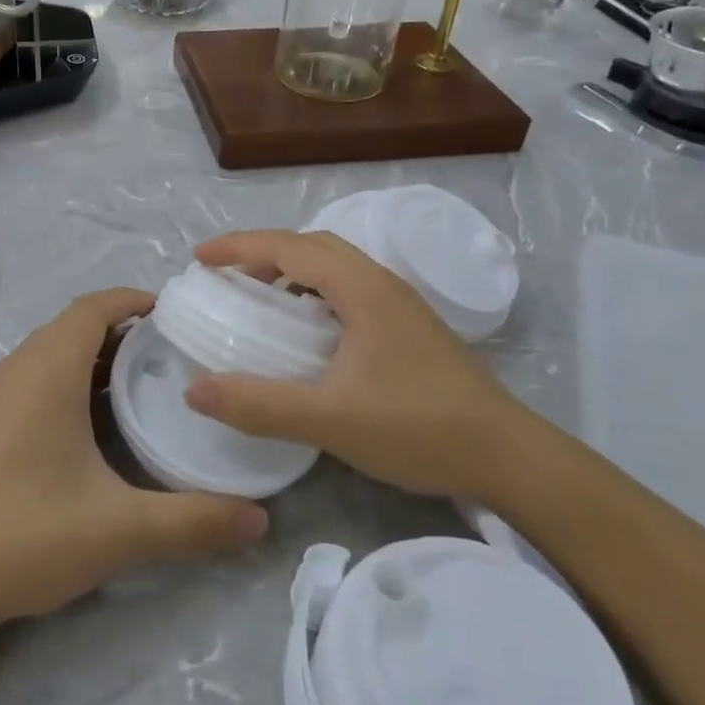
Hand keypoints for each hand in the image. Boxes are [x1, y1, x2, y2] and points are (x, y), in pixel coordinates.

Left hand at [0, 288, 268, 630]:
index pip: (93, 308)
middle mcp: (19, 369)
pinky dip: (70, 377)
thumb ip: (194, 522)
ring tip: (144, 382)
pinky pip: (35, 375)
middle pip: (75, 325)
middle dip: (123, 329)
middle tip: (173, 353)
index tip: (177, 315)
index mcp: (48, 371)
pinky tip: (94, 422)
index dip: (134, 301)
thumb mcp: (120, 530)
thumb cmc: (27, 535)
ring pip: (53, 351)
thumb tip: (260, 519)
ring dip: (95, 355)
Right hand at [184, 230, 529, 501]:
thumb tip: (194, 390)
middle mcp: (381, 283)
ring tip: (258, 300)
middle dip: (262, 253)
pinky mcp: (408, 327)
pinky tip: (305, 333)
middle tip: (225, 277)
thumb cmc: (419, 428)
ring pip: (333, 267)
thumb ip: (259, 404)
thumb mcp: (330, 420)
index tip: (198, 258)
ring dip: (290, 272)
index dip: (238, 247)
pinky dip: (312, 294)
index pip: (288, 247)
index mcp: (361, 288)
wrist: (510, 458)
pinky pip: (348, 290)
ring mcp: (399, 304)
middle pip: (311, 246)